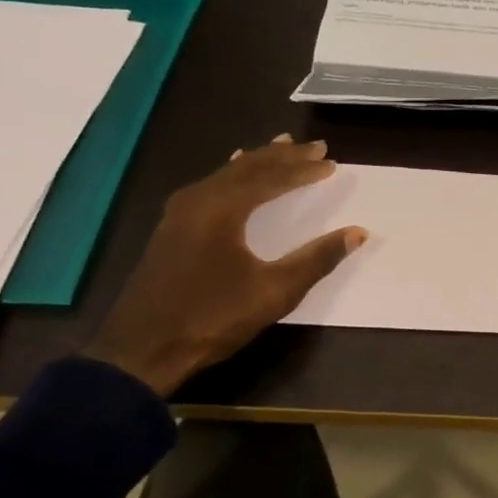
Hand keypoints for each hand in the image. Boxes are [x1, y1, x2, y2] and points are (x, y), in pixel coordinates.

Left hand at [85, 136, 365, 395]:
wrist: (140, 351)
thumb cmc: (212, 318)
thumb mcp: (274, 292)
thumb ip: (317, 259)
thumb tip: (357, 233)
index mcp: (223, 209)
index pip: (271, 178)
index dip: (303, 170)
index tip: (331, 163)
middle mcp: (199, 200)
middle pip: (247, 168)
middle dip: (283, 157)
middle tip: (314, 146)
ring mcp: (179, 214)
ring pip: (226, 174)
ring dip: (258, 162)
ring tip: (281, 148)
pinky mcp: (171, 229)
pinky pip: (210, 186)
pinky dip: (234, 175)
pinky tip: (234, 176)